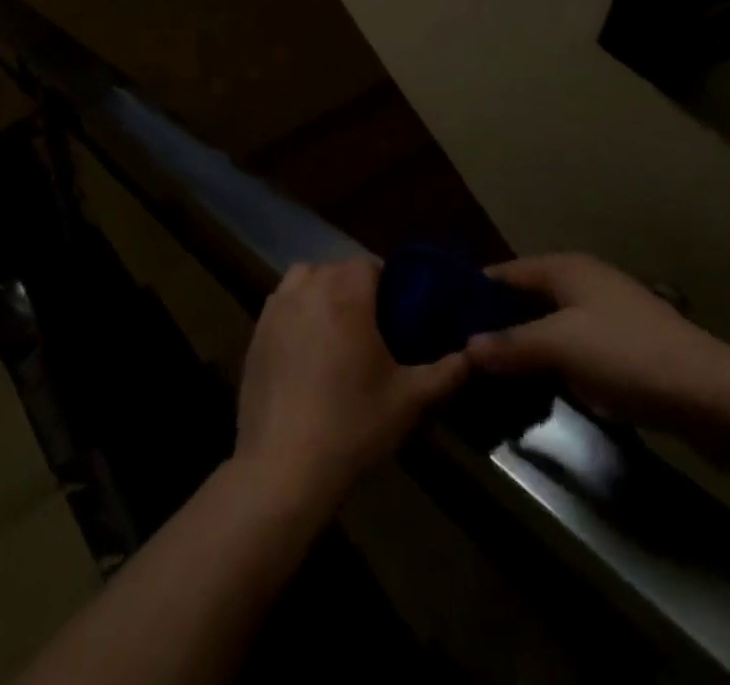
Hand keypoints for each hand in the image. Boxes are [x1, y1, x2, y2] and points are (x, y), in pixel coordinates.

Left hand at [234, 258, 469, 511]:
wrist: (284, 464)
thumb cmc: (352, 426)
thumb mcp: (409, 401)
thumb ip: (446, 371)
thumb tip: (473, 355)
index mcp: (345, 295)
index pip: (368, 264)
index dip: (386, 282)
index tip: (398, 312)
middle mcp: (307, 289)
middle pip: (336, 268)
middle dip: (355, 287)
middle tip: (373, 326)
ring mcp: (276, 308)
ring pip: (304, 278)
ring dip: (322, 291)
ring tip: (336, 330)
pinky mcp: (256, 331)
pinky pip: (281, 303)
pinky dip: (296, 310)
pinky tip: (306, 349)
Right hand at [467, 254, 729, 435]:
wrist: (716, 396)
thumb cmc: (630, 356)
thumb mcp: (562, 347)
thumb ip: (510, 344)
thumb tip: (464, 346)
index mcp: (564, 268)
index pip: (503, 273)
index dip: (472, 292)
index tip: (439, 317)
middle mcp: (582, 281)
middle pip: (524, 298)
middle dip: (494, 322)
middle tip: (458, 351)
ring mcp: (605, 313)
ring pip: (548, 324)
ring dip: (523, 345)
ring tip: (488, 373)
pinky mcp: (623, 346)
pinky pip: (571, 346)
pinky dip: (551, 361)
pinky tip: (535, 385)